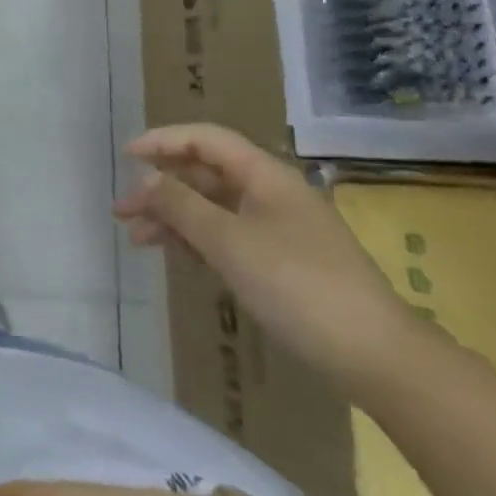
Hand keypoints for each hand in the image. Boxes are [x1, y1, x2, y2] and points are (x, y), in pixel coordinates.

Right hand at [114, 124, 419, 389]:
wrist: (375, 356)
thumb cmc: (298, 286)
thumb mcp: (229, 242)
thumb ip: (181, 206)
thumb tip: (146, 179)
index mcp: (265, 175)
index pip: (205, 140)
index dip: (163, 141)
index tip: (126, 156)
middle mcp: (270, 193)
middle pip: (205, 174)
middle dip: (161, 187)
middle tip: (121, 210)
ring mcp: (277, 228)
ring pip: (213, 208)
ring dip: (173, 216)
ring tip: (136, 238)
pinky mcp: (280, 262)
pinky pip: (227, 236)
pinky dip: (196, 239)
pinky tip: (173, 252)